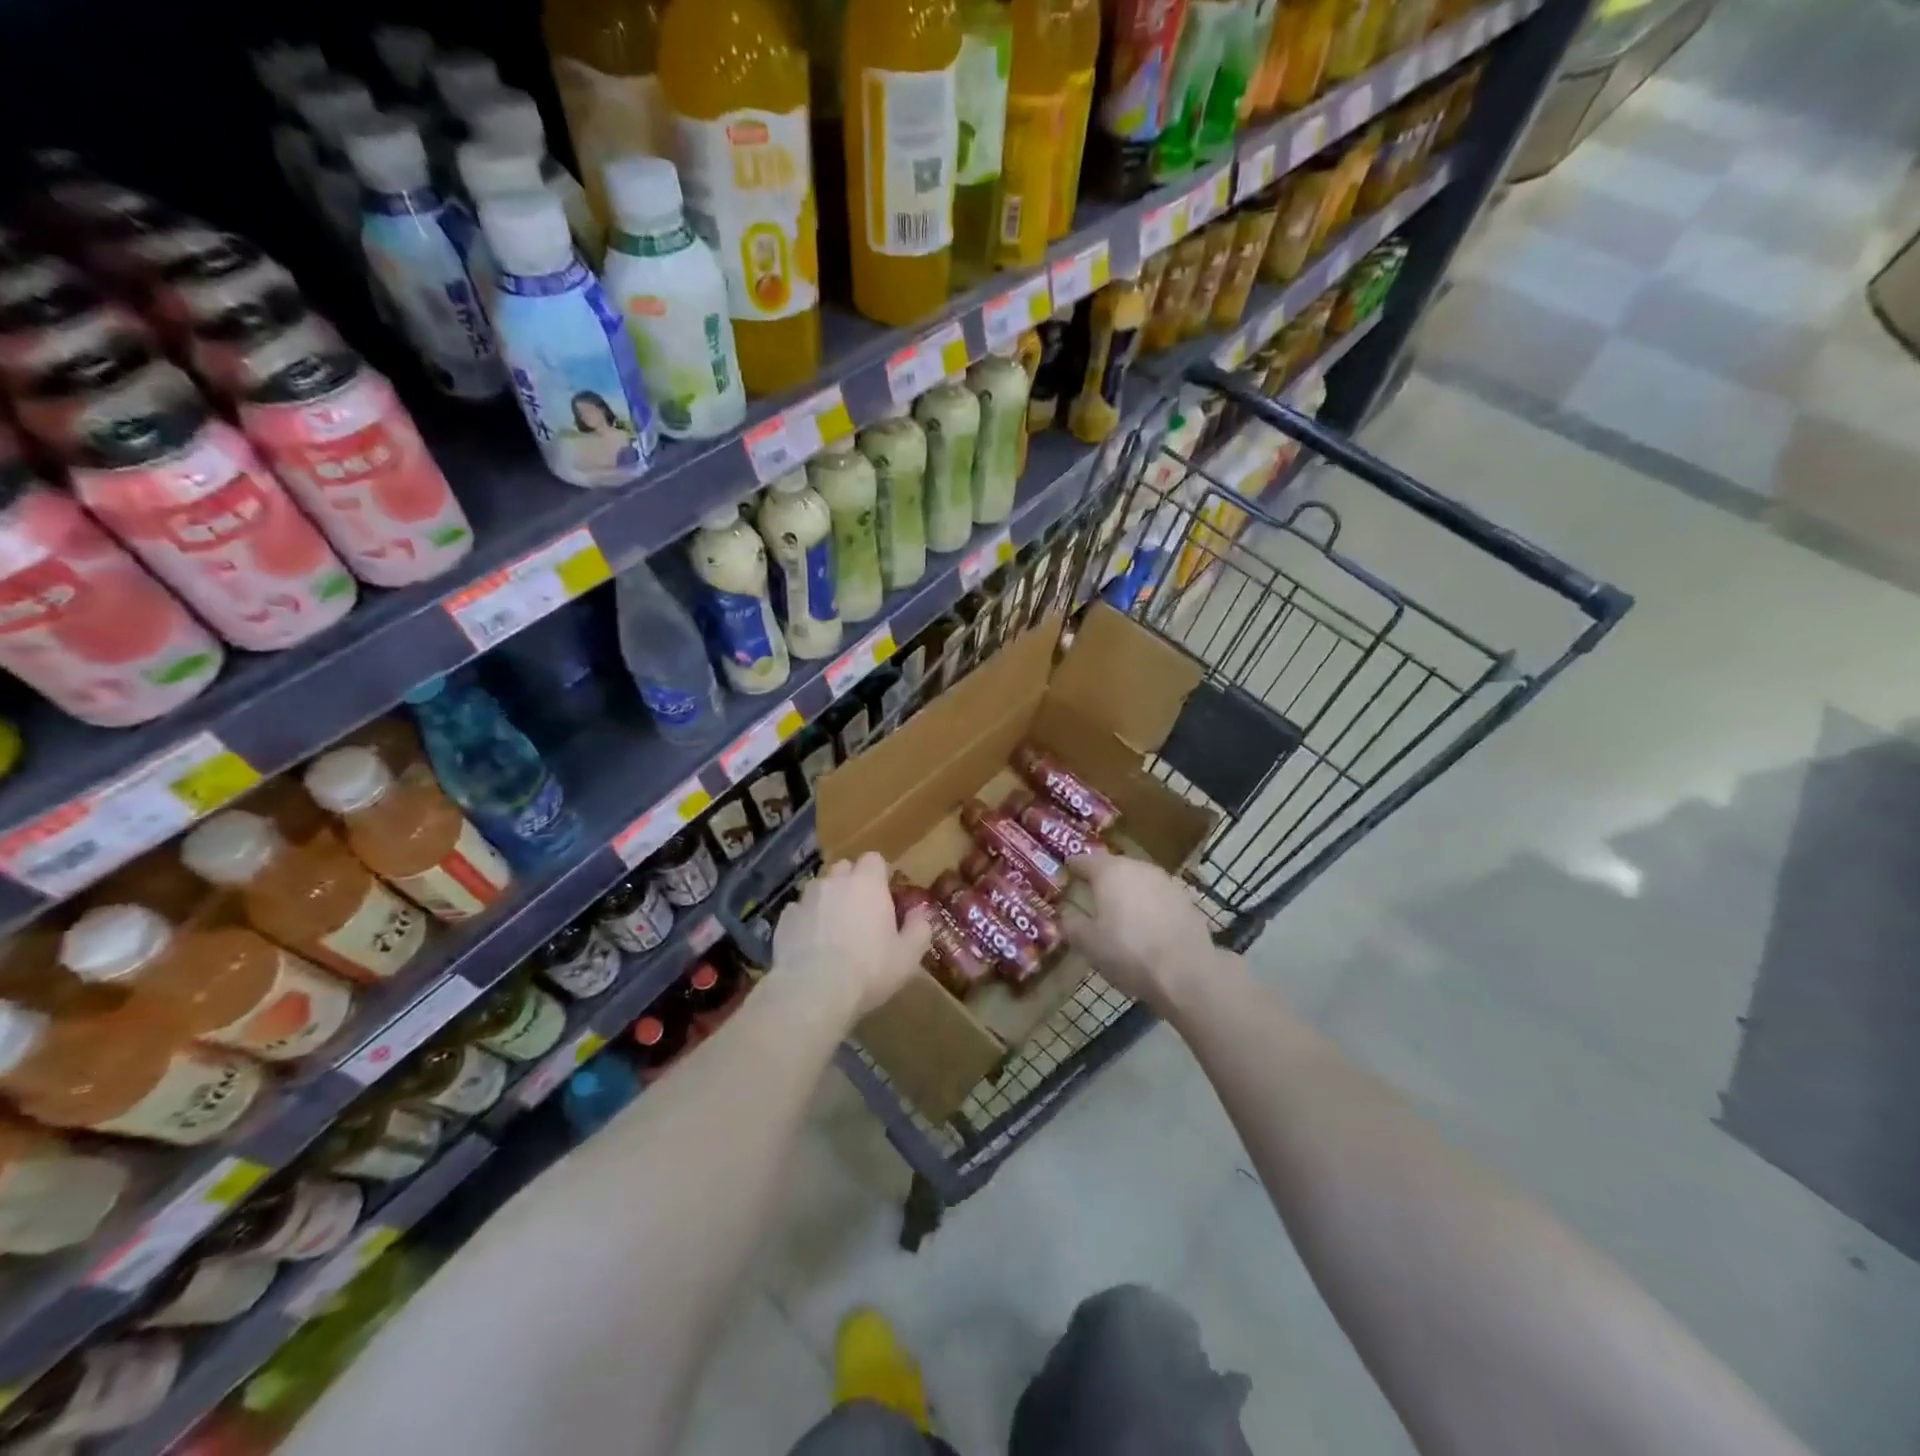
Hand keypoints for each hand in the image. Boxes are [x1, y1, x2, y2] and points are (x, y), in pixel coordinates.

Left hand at [769, 852, 931, 1025]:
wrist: (813, 991)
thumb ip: (919, 928)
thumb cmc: (869, 969)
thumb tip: (920, 913)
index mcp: (868, 882)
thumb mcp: (908, 955)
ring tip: (833, 930)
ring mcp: (805, 898)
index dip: (879, 875)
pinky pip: (798, 912)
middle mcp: (834, 881)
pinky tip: (810, 946)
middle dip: (851, 883)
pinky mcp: (784, 919)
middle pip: (844, 868)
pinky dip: (805, 922)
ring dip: (827, 901)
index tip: (884, 897)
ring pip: (819, 889)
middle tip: (860, 913)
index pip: (874, 859)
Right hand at [1062, 852, 1216, 1012]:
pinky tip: (1147, 925)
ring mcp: (1165, 882)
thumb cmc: (1128, 952)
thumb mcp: (1088, 944)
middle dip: (1102, 878)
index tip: (1066, 871)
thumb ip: (1073, 925)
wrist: (1186, 971)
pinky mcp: (1186, 900)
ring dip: (1128, 891)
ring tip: (1119, 911)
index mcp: (1109, 872)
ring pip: (1139, 880)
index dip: (1073, 866)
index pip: (1084, 860)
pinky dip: (1149, 906)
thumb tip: (1067, 916)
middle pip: (1114, 867)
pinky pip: (1158, 897)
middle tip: (1092, 893)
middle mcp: (1138, 868)